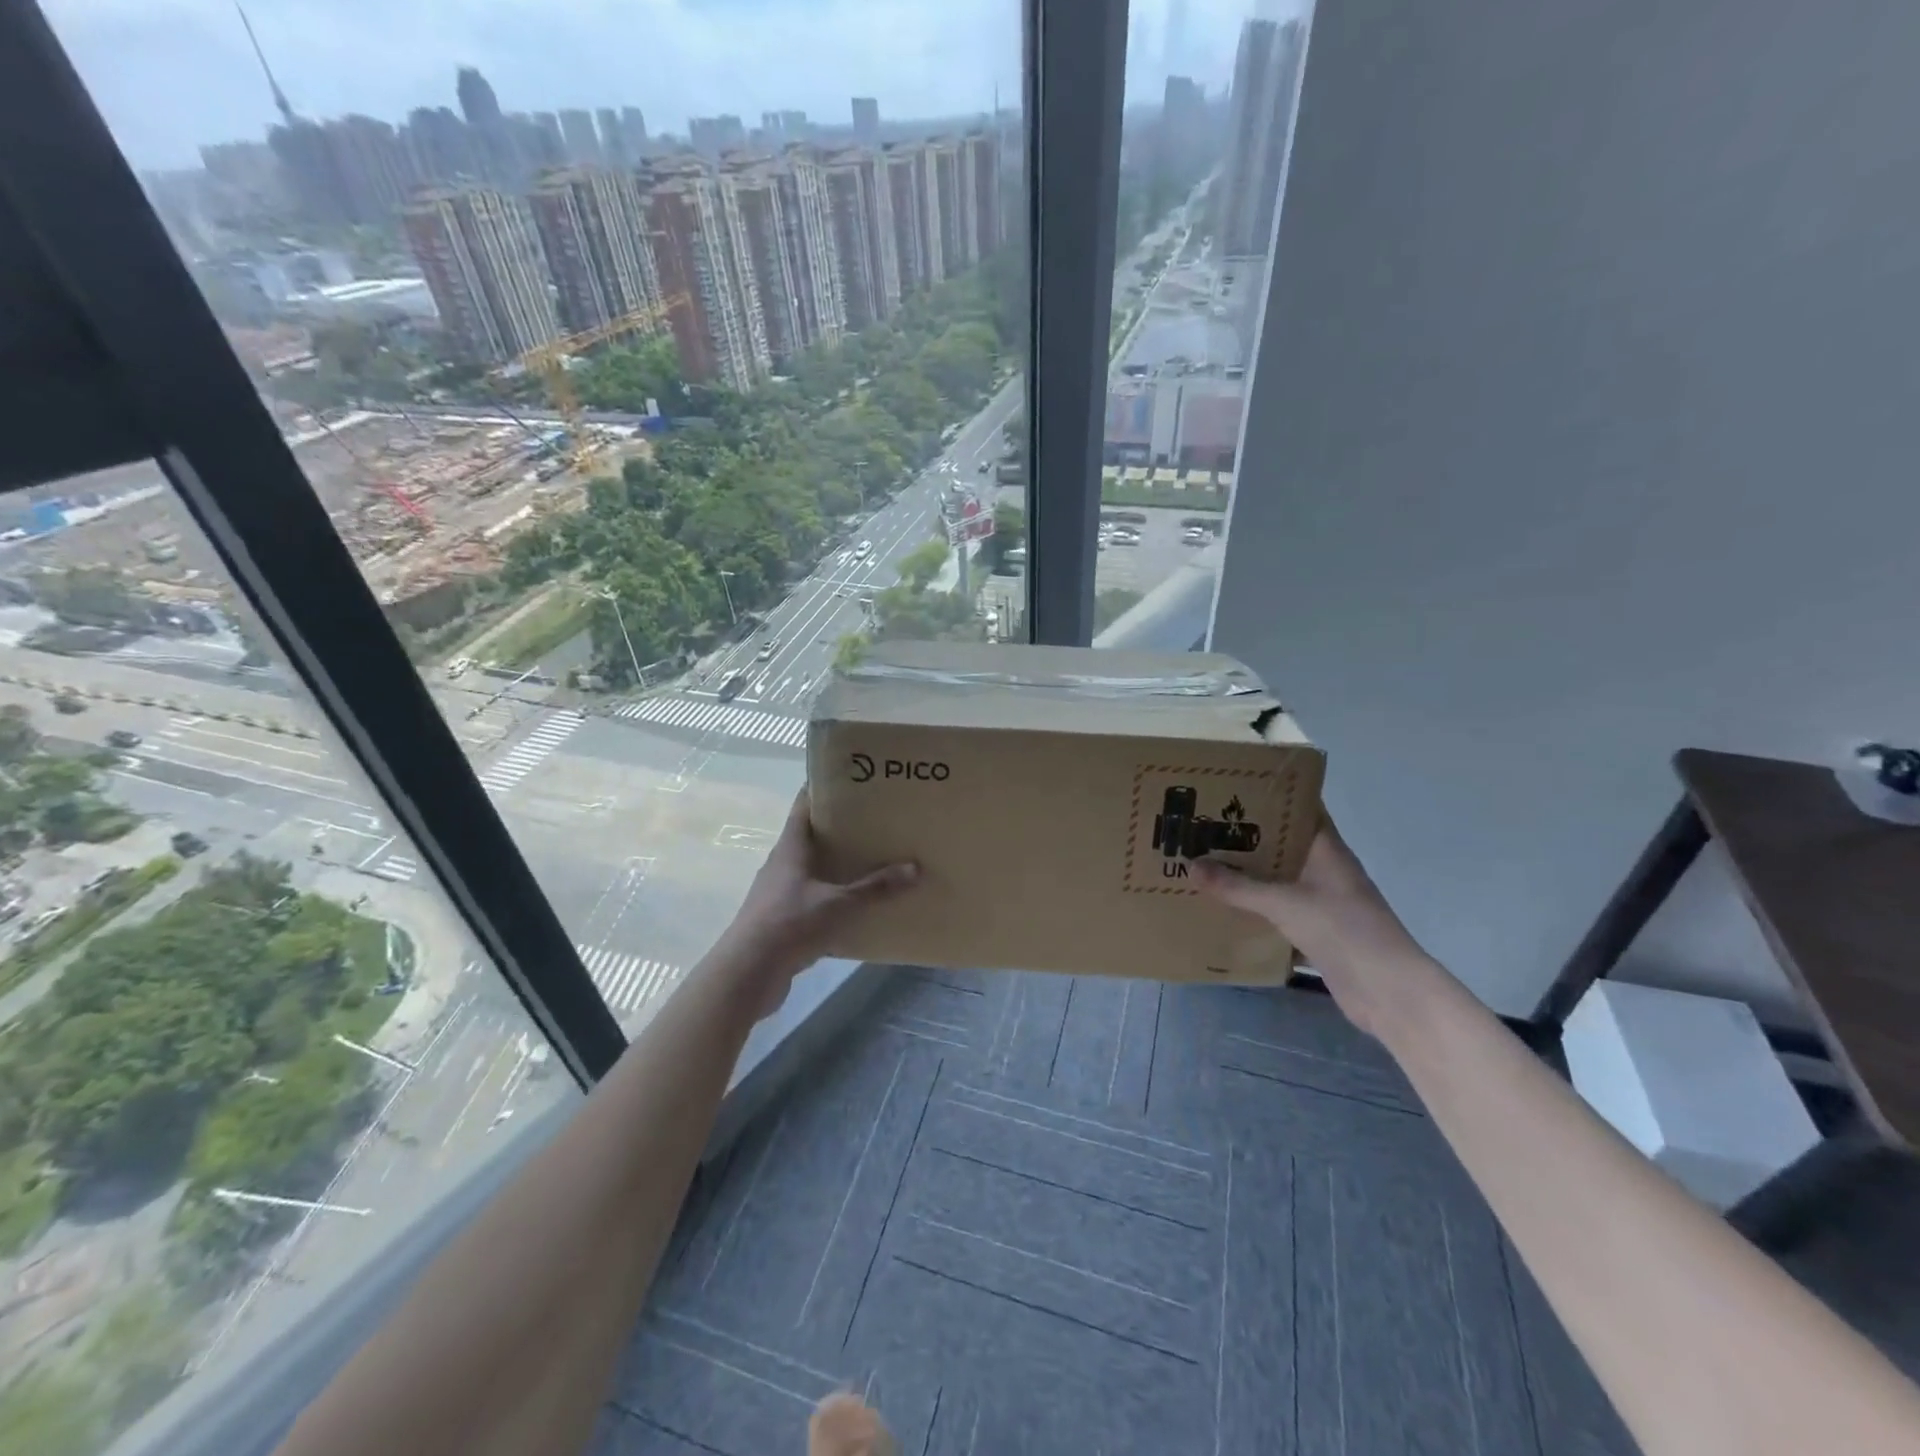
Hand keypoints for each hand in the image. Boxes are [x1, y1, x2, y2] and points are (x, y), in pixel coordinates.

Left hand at [716, 792, 917, 1016]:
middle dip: (839, 829)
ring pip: (811, 870)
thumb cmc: (790, 924)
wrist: (748, 973)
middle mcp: (781, 865)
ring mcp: (778, 894)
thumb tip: (915, 867)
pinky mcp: (781, 920)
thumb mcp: (839, 904)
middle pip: (810, 837)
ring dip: (835, 865)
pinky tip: (855, 905)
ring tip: (871, 860)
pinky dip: (832, 897)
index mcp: (790, 848)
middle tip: (874, 820)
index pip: (804, 806)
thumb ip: (876, 887)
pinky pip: (811, 899)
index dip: (823, 789)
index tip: (851, 780)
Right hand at [1192, 816, 1432, 1038]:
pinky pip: (1278, 913)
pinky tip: (1223, 909)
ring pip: (1278, 881)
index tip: (1230, 789)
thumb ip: (1238, 887)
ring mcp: (1322, 903)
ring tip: (1204, 864)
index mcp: (1326, 850)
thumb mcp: (1284, 904)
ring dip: (1247, 876)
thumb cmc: (1343, 930)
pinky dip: (1254, 910)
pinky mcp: (1316, 933)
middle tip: (1202, 827)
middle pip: (1282, 846)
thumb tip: (1191, 865)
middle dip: (1246, 838)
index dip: (1269, 796)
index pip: (1299, 809)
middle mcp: (1325, 871)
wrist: (1388, 992)